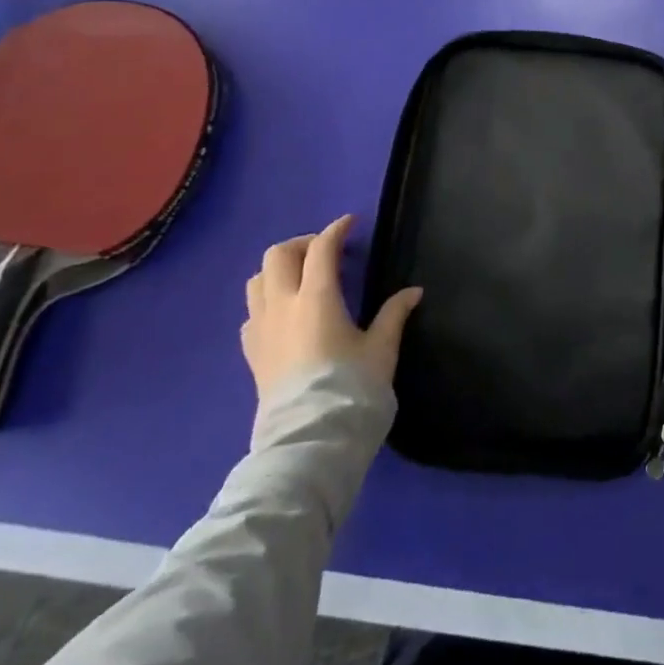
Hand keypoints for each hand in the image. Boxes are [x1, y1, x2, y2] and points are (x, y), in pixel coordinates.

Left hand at [241, 215, 422, 402]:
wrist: (311, 440)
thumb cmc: (352, 388)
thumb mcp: (381, 349)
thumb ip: (393, 315)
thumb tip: (413, 292)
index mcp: (317, 298)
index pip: (321, 248)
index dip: (336, 230)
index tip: (351, 224)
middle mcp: (282, 306)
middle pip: (278, 255)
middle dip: (302, 244)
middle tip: (325, 252)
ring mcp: (261, 330)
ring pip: (257, 281)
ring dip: (279, 270)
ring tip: (303, 279)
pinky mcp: (251, 354)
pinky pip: (252, 312)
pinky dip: (267, 301)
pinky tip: (286, 314)